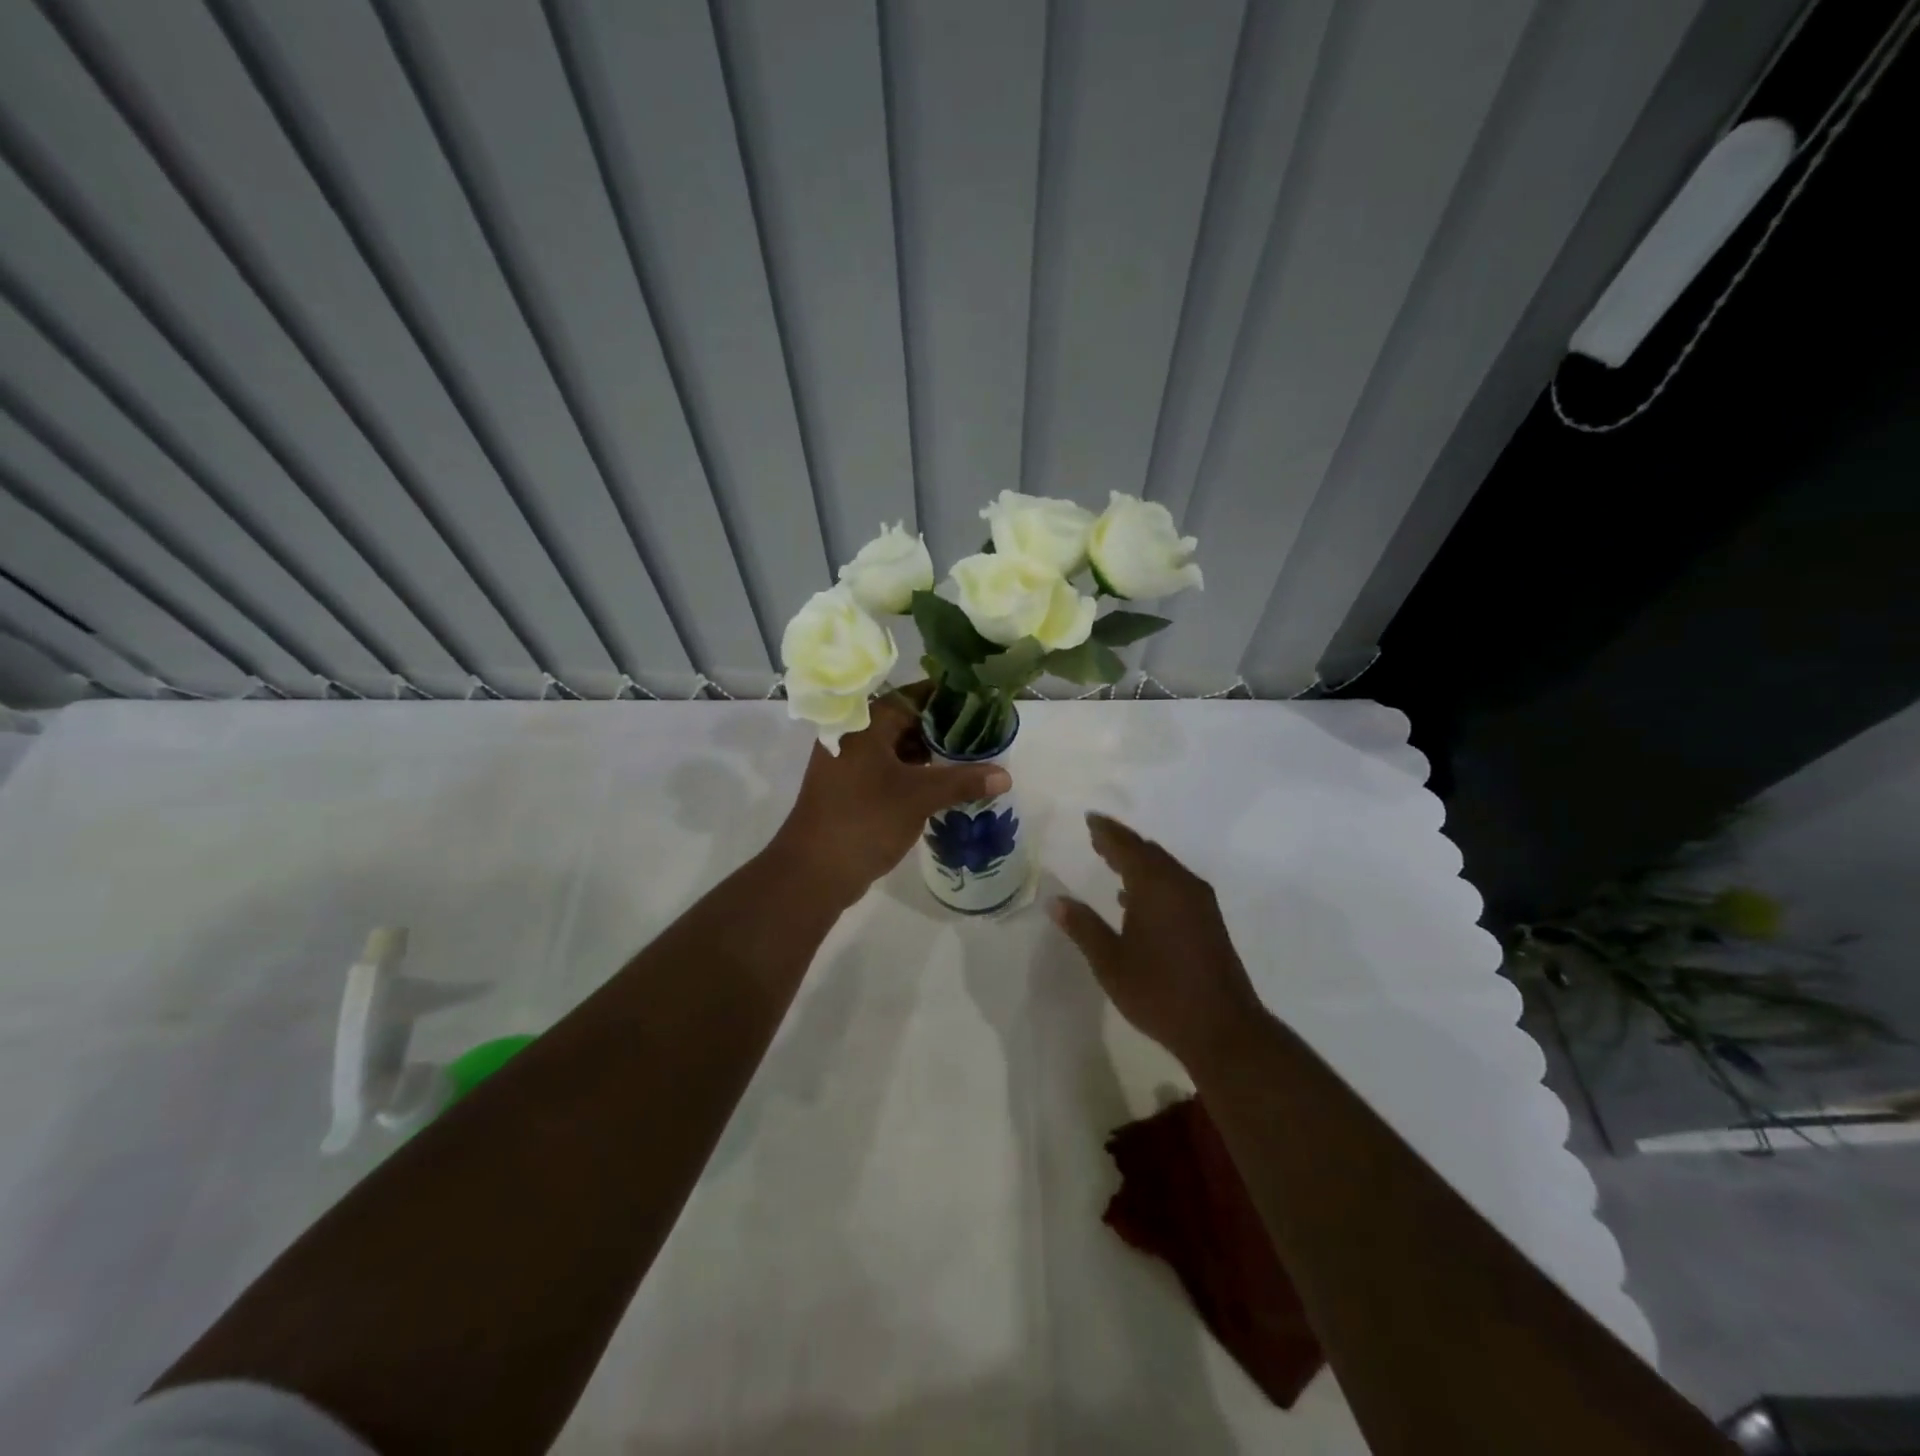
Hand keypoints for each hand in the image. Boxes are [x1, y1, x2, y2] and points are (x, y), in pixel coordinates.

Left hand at [771, 689, 1011, 909]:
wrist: (813, 871)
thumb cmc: (864, 820)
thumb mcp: (919, 797)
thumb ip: (962, 782)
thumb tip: (1006, 775)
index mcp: (865, 724)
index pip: (913, 696)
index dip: (947, 697)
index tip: (981, 702)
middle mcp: (854, 735)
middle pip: (906, 720)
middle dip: (943, 728)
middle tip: (982, 733)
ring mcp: (849, 763)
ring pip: (898, 747)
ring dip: (929, 753)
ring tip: (969, 758)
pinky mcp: (851, 788)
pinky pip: (889, 770)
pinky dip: (914, 773)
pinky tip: (942, 783)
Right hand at [1052, 812, 1265, 1069]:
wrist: (1222, 1028)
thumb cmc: (1159, 992)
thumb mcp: (1111, 962)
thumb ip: (1083, 927)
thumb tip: (1055, 902)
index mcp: (1155, 886)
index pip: (1126, 846)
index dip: (1106, 831)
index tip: (1090, 818)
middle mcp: (1181, 884)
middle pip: (1148, 852)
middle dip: (1121, 842)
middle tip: (1096, 836)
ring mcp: (1200, 902)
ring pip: (1164, 867)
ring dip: (1138, 860)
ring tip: (1111, 860)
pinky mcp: (1209, 920)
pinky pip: (1175, 883)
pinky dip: (1153, 879)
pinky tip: (1136, 898)